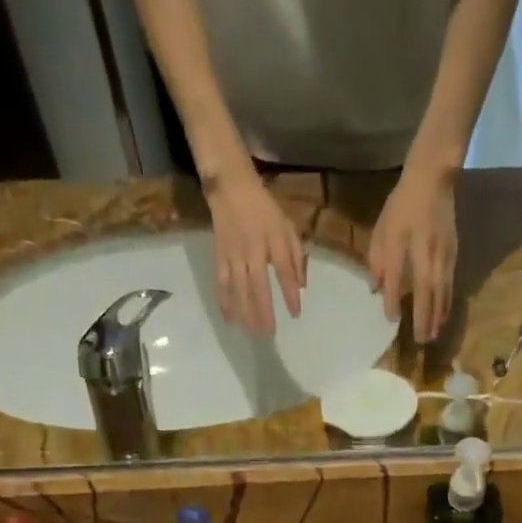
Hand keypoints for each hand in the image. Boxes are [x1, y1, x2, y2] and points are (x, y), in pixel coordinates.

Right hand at [204, 168, 305, 336]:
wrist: (231, 187)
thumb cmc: (264, 210)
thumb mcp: (287, 227)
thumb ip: (296, 256)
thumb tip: (302, 286)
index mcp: (274, 241)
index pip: (284, 272)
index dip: (290, 294)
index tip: (295, 314)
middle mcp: (253, 250)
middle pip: (258, 287)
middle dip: (264, 312)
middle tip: (269, 334)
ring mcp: (234, 255)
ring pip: (239, 289)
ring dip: (245, 313)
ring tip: (252, 333)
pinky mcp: (219, 256)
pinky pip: (221, 283)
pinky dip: (225, 302)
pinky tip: (230, 320)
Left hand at [369, 165, 457, 342]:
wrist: (433, 179)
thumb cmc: (403, 205)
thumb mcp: (383, 229)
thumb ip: (378, 260)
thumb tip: (376, 288)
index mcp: (406, 249)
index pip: (397, 282)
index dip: (393, 301)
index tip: (391, 320)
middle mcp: (427, 259)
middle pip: (426, 296)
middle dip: (423, 320)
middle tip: (421, 342)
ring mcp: (444, 259)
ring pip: (441, 295)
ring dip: (437, 317)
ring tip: (433, 336)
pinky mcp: (453, 257)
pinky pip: (450, 287)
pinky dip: (446, 304)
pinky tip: (443, 315)